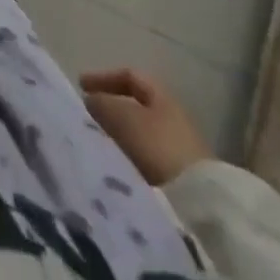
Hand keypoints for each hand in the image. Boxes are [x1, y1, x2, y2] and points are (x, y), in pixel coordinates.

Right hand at [82, 68, 213, 184]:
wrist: (198, 203)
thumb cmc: (157, 146)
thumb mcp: (122, 117)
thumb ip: (102, 103)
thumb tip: (90, 100)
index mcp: (162, 95)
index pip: (130, 76)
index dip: (104, 78)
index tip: (81, 86)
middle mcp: (173, 117)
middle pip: (135, 107)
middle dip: (110, 110)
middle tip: (88, 118)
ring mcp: (179, 149)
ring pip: (140, 134)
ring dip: (118, 136)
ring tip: (99, 145)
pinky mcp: (180, 180)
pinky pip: (146, 159)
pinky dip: (129, 158)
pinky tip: (117, 167)